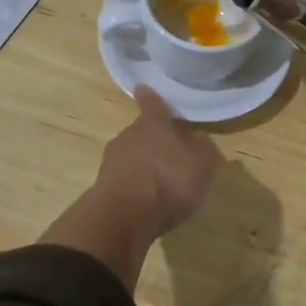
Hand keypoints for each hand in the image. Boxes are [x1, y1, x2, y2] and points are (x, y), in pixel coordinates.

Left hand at [40, 86, 221, 287]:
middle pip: (142, 131)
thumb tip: (196, 136)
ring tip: (159, 181)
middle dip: (153, 139)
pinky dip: (134, 185)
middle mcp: (129, 135)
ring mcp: (112, 160)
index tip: (143, 87)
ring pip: (131, 155)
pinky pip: (124, 179)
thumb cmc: (168, 181)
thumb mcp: (202, 163)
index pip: (152, 103)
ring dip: (143, 163)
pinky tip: (145, 200)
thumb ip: (202, 146)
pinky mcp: (103, 186)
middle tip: (169, 151)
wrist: (123, 217)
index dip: (150, 97)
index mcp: (154, 124)